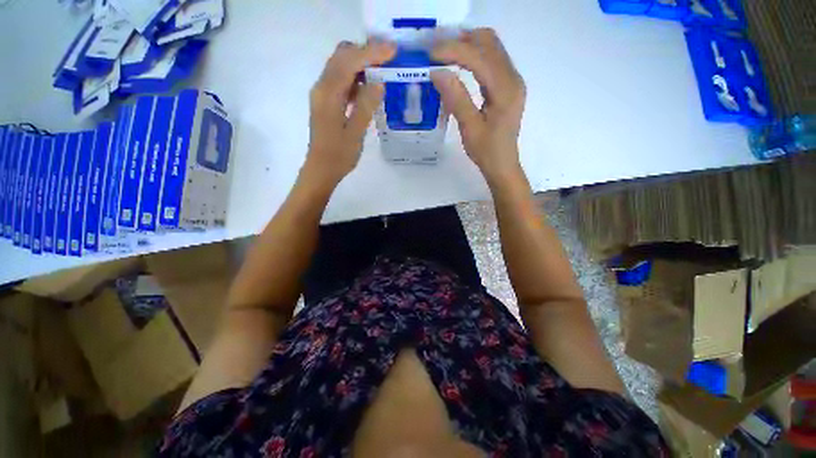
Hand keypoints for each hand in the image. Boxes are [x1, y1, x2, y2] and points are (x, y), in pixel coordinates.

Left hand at [305, 40, 395, 183]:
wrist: (321, 169)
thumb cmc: (338, 156)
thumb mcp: (355, 133)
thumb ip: (365, 106)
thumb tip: (378, 82)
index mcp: (328, 94)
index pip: (348, 62)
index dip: (371, 53)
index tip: (392, 50)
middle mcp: (322, 87)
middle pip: (341, 56)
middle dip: (366, 52)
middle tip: (389, 58)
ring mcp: (323, 93)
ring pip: (341, 66)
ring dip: (361, 62)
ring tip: (383, 68)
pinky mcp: (327, 101)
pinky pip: (341, 80)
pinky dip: (356, 76)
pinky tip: (369, 85)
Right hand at [431, 29, 525, 181]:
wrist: (502, 165)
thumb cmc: (487, 152)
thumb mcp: (470, 129)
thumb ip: (456, 99)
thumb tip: (437, 72)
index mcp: (505, 90)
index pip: (479, 57)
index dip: (454, 51)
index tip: (431, 54)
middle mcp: (513, 78)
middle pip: (490, 42)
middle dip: (462, 41)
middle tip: (437, 50)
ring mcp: (512, 81)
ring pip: (491, 48)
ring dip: (468, 45)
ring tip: (444, 53)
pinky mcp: (507, 86)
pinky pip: (491, 60)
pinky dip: (474, 56)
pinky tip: (458, 63)